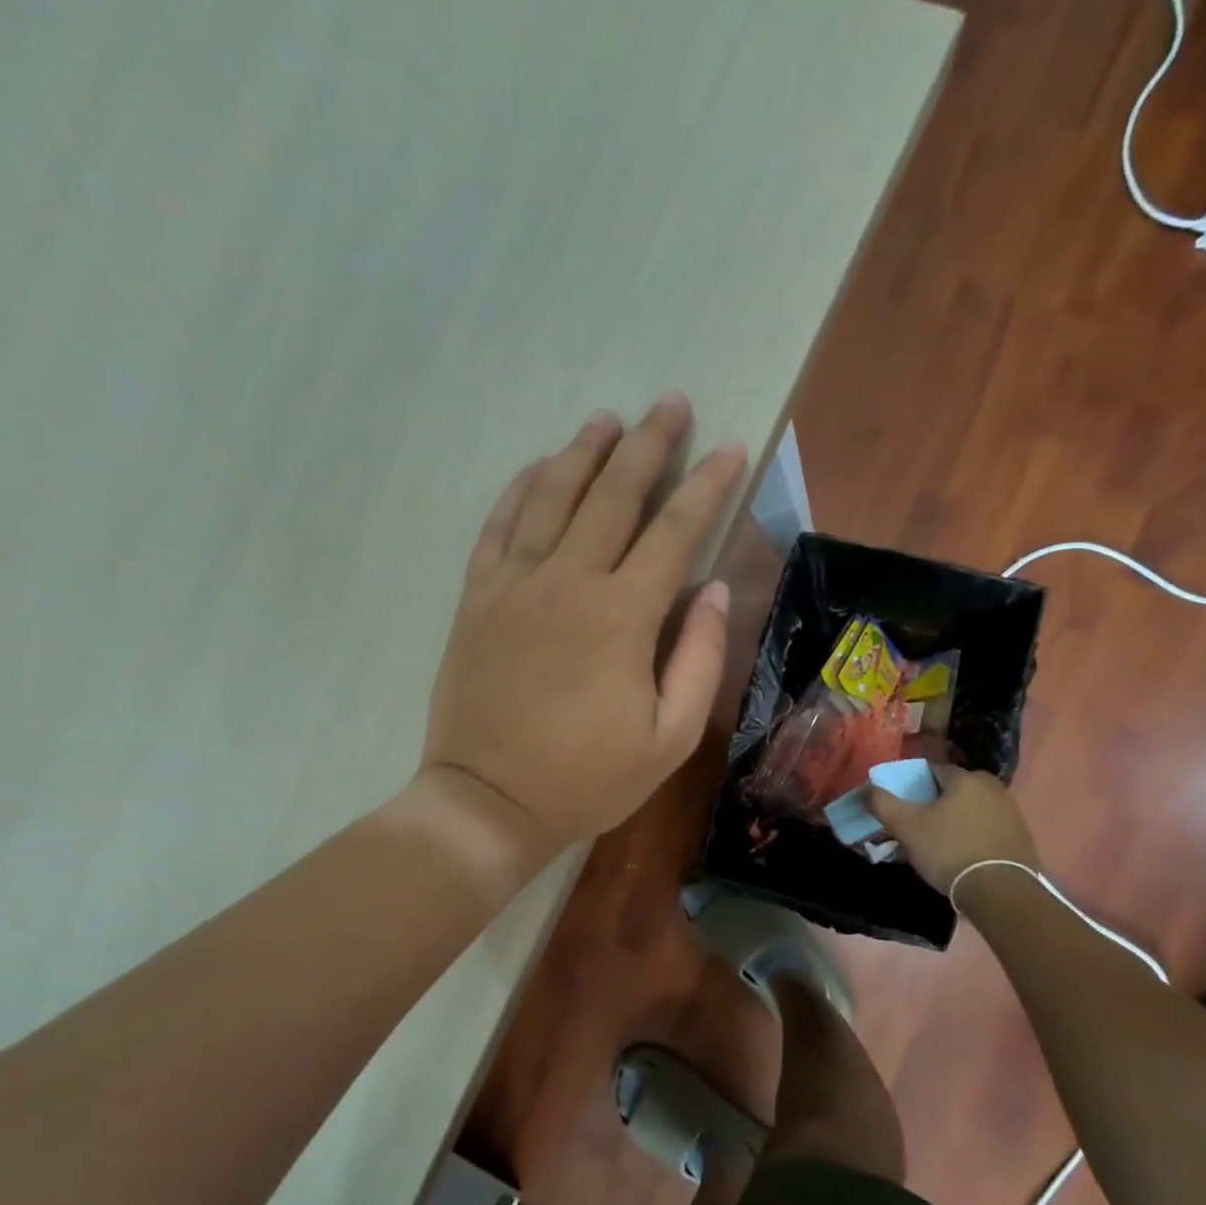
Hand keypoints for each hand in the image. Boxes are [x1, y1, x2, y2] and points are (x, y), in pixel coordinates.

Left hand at [420, 395, 745, 865]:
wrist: (487, 802)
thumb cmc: (586, 779)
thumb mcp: (669, 738)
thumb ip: (698, 657)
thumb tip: (713, 589)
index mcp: (622, 615)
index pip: (675, 530)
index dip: (707, 485)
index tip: (729, 447)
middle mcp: (568, 581)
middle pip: (613, 494)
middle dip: (648, 444)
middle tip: (670, 402)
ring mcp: (514, 585)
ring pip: (551, 496)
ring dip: (583, 452)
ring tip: (607, 420)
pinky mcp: (476, 599)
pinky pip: (498, 528)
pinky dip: (518, 491)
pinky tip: (536, 468)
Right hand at [865, 766, 1040, 897]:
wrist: (1001, 892)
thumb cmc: (948, 850)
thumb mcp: (905, 826)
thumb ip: (882, 803)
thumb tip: (866, 788)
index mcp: (966, 778)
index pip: (932, 771)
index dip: (913, 786)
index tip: (903, 805)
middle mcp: (993, 788)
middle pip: (953, 791)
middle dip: (935, 805)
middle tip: (918, 827)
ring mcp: (1012, 813)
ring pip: (971, 810)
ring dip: (954, 821)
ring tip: (937, 845)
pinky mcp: (1022, 838)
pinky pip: (988, 829)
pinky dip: (973, 836)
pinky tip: (962, 856)